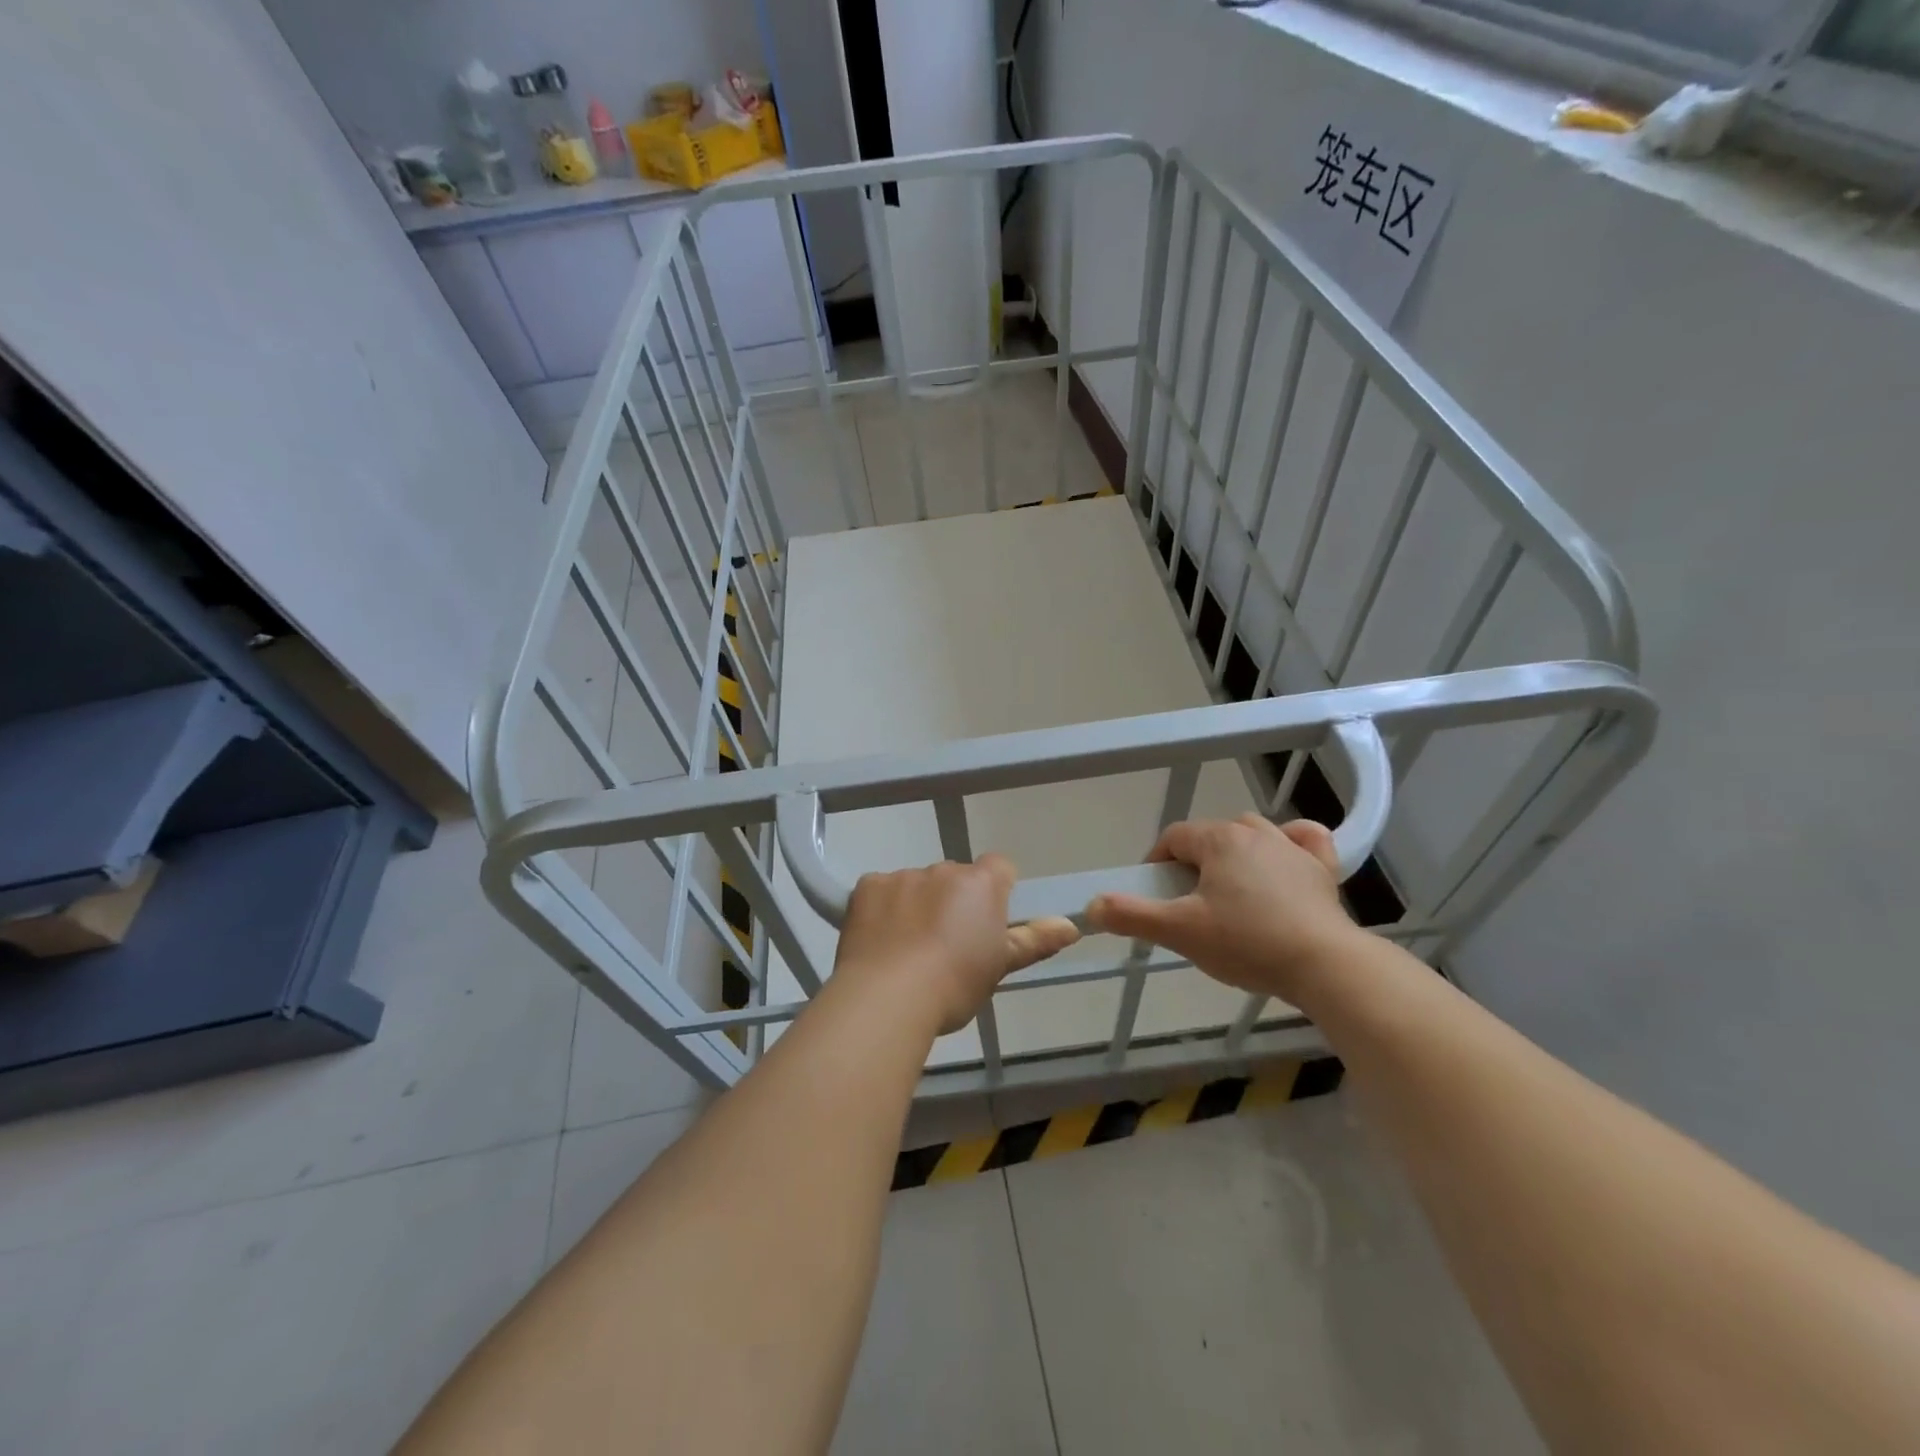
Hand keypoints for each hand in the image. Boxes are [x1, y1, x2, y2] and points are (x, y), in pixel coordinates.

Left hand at [833, 855, 1079, 1033]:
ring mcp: (902, 875)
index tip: (988, 923)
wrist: (887, 997)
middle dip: (953, 901)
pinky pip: (881, 890)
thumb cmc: (954, 985)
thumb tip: (1071, 925)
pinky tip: (880, 941)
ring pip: (917, 884)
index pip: (1000, 868)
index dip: (997, 891)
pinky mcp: (867, 886)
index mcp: (981, 884)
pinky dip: (883, 909)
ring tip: (907, 949)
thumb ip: (1034, 940)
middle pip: (955, 878)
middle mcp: (943, 869)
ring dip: (917, 904)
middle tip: (946, 945)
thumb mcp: (999, 967)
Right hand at [1085, 815, 1362, 1004]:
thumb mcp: (1180, 931)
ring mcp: (1292, 848)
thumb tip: (1091, 906)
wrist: (1324, 965)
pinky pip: (1304, 839)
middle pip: (1211, 834)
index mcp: (1218, 840)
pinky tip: (1285, 857)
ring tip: (1228, 887)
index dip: (1157, 862)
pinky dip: (1292, 843)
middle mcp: (1254, 832)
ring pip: (1253, 833)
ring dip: (1235, 851)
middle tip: (1189, 902)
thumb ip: (1132, 915)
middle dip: (1194, 861)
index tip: (1155, 894)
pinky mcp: (1322, 869)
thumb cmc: (1246, 942)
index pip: (1174, 838)